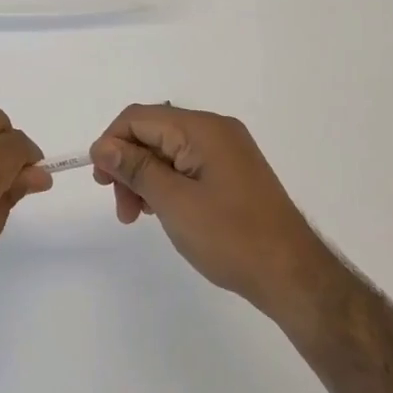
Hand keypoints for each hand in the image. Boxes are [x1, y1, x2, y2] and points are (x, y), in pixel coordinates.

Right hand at [91, 104, 324, 317]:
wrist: (292, 275)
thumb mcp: (173, 202)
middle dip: (127, 164)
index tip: (100, 182)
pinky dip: (166, 183)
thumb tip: (102, 146)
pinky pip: (187, 164)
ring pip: (167, 150)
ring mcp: (227, 150)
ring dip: (144, 177)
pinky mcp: (232, 171)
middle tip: (122, 208)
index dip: (111, 143)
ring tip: (138, 216)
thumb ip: (135, 168)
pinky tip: (162, 211)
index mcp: (202, 128)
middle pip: (152, 132)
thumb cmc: (230, 237)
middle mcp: (216, 130)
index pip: (139, 118)